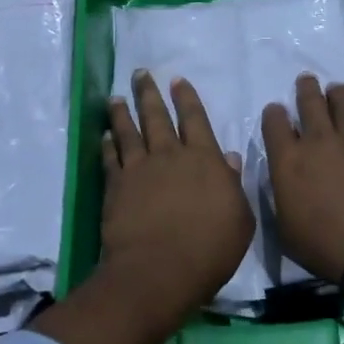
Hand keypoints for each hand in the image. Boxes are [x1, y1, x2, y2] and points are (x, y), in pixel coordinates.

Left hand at [99, 71, 254, 318]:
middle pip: (157, 117)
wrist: (159, 270)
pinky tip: (104, 135)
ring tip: (116, 97)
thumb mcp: (240, 220)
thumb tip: (230, 158)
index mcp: (204, 159)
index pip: (195, 119)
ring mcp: (139, 169)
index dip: (186, 98)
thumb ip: (234, 185)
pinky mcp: (116, 186)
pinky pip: (110, 158)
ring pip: (129, 132)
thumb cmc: (210, 249)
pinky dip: (107, 144)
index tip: (177, 80)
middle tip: (140, 74)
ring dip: (123, 113)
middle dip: (149, 93)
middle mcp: (169, 155)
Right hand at [261, 75, 343, 284]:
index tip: (277, 113)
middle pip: (309, 100)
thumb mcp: (286, 232)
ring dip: (334, 93)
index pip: (274, 122)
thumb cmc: (328, 247)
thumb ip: (280, 199)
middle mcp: (318, 140)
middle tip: (306, 82)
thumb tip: (282, 183)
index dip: (274, 114)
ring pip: (341, 100)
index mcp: (288, 161)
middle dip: (305, 89)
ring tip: (335, 91)